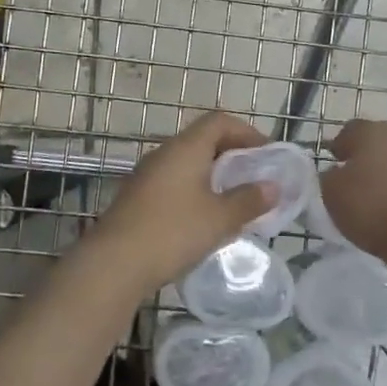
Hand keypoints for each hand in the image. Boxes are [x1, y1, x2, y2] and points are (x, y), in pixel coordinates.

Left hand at [90, 111, 273, 297]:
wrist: (113, 263)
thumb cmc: (172, 232)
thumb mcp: (219, 218)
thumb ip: (248, 200)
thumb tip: (273, 187)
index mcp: (186, 147)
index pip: (219, 121)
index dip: (247, 132)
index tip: (267, 155)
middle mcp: (165, 152)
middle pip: (204, 140)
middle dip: (233, 155)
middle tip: (255, 178)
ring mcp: (147, 174)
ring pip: (188, 163)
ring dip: (214, 175)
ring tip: (235, 200)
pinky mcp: (138, 197)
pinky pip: (175, 182)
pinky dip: (196, 190)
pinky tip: (205, 218)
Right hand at [318, 120, 386, 266]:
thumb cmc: (376, 209)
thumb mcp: (333, 196)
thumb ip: (329, 178)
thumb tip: (335, 173)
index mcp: (370, 131)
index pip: (348, 132)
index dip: (339, 148)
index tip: (333, 166)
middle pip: (378, 142)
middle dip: (367, 158)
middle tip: (357, 183)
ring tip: (382, 201)